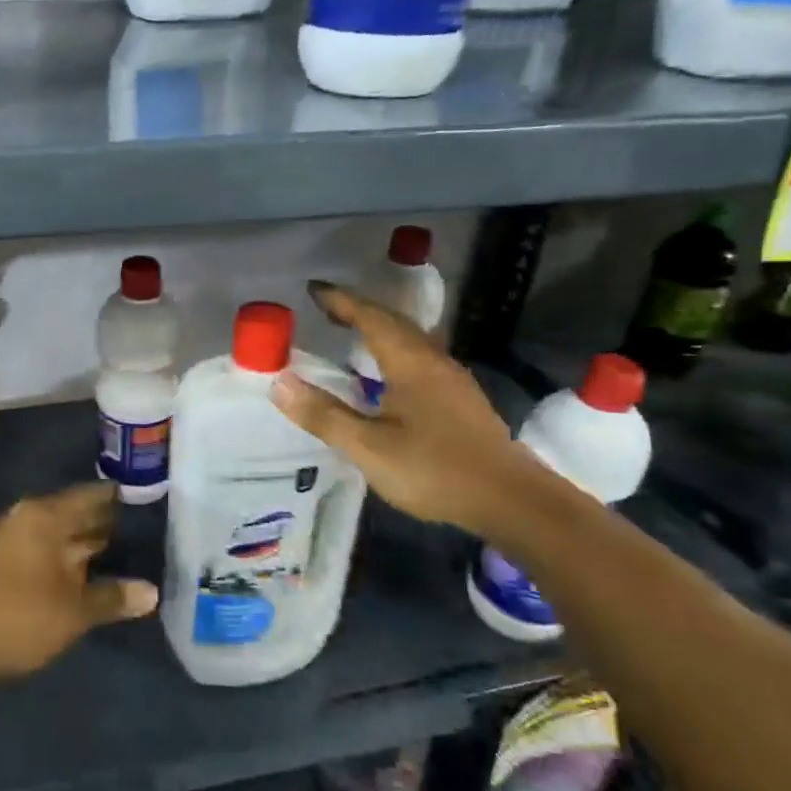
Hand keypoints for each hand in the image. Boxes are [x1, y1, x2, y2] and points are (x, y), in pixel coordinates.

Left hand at [0, 482, 158, 689]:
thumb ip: (113, 597)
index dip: (119, 500)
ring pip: (56, 535)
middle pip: (72, 513)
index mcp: (44, 515)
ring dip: (84, 545)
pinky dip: (64, 560)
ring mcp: (8, 540)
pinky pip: (41, 551)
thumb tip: (152, 592)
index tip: (148, 502)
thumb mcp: (75, 611)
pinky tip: (85, 576)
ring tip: (122, 553)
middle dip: (104, 524)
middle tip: (144, 531)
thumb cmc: (19, 617)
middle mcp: (25, 518)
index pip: (90, 496)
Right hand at [269, 281, 529, 536]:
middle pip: (395, 322)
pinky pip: (421, 358)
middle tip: (328, 308)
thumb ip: (324, 415)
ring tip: (353, 333)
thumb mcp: (368, 447)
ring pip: (412, 339)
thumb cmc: (435, 469)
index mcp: (410, 363)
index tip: (314, 289)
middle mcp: (433, 362)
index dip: (341, 301)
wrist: (511, 501)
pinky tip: (389, 373)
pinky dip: (396, 350)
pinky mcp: (462, 400)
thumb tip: (279, 382)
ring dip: (380, 329)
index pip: (371, 318)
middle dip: (360, 310)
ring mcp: (453, 380)